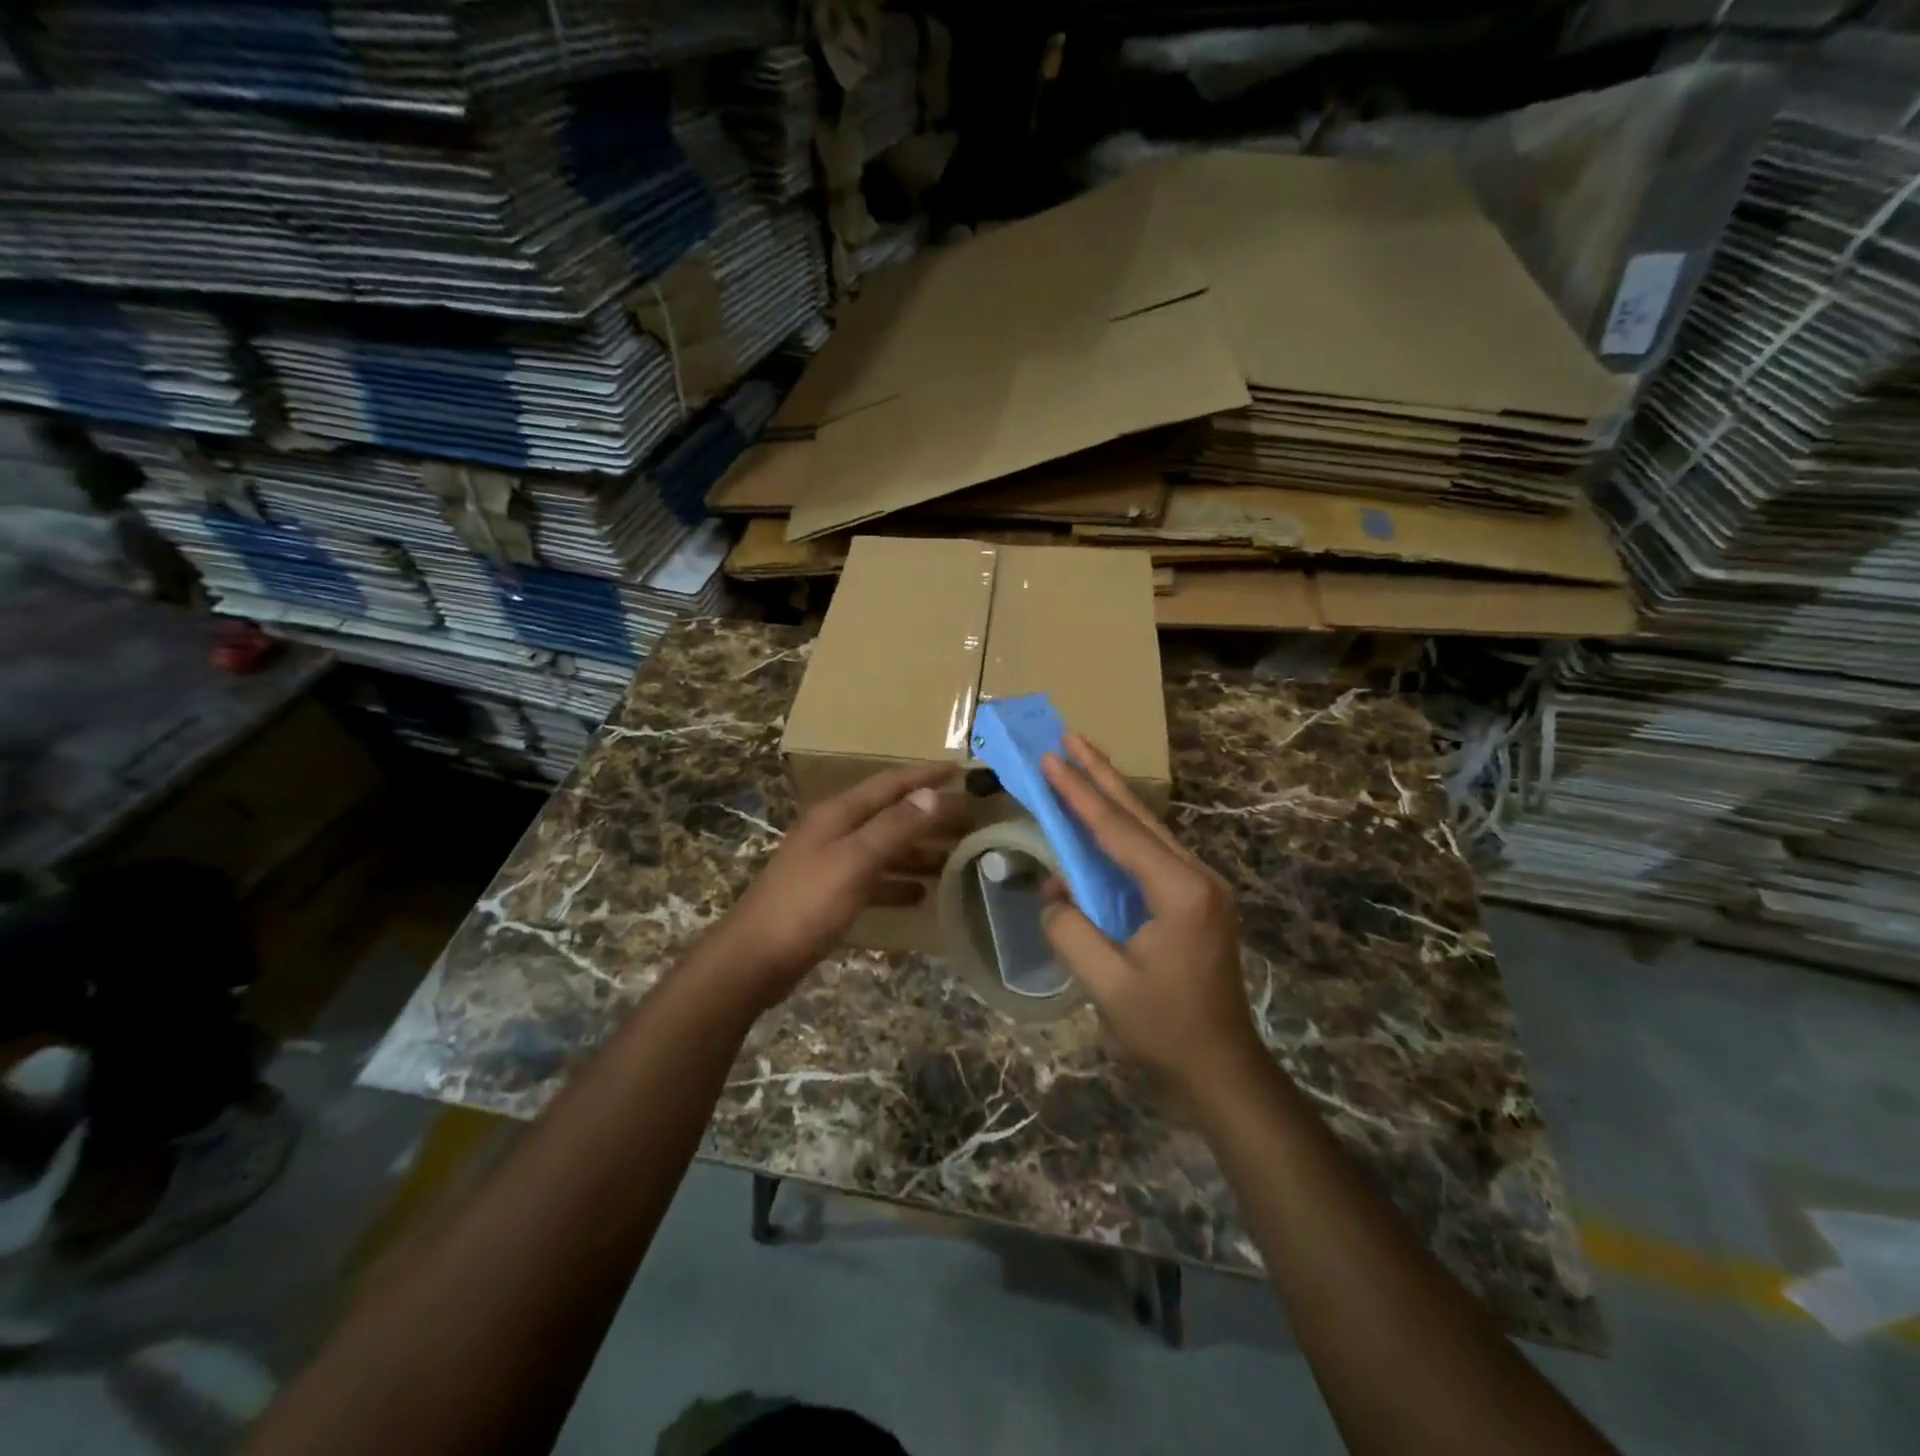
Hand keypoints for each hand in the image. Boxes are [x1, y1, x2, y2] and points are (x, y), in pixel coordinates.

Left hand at [711, 764, 963, 1008]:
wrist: (754, 959)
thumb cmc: (806, 905)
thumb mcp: (855, 861)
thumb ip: (894, 827)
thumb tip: (932, 794)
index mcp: (838, 814)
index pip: (889, 784)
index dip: (924, 775)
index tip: (960, 771)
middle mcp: (834, 831)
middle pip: (890, 815)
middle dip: (928, 816)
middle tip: (969, 821)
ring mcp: (830, 863)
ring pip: (884, 848)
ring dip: (918, 851)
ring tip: (955, 858)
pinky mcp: (829, 894)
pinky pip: (873, 879)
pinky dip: (897, 882)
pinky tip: (920, 895)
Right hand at [1040, 733, 1263, 1092]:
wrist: (1222, 1066)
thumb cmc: (1165, 1029)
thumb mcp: (1105, 985)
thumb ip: (1070, 931)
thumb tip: (1054, 893)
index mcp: (1179, 892)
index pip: (1118, 832)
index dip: (1079, 795)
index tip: (1050, 759)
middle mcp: (1197, 877)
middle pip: (1140, 815)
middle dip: (1100, 774)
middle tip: (1069, 736)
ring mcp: (1201, 886)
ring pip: (1149, 829)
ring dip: (1112, 795)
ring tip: (1082, 763)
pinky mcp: (1196, 899)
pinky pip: (1152, 852)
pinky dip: (1123, 828)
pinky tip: (1104, 819)